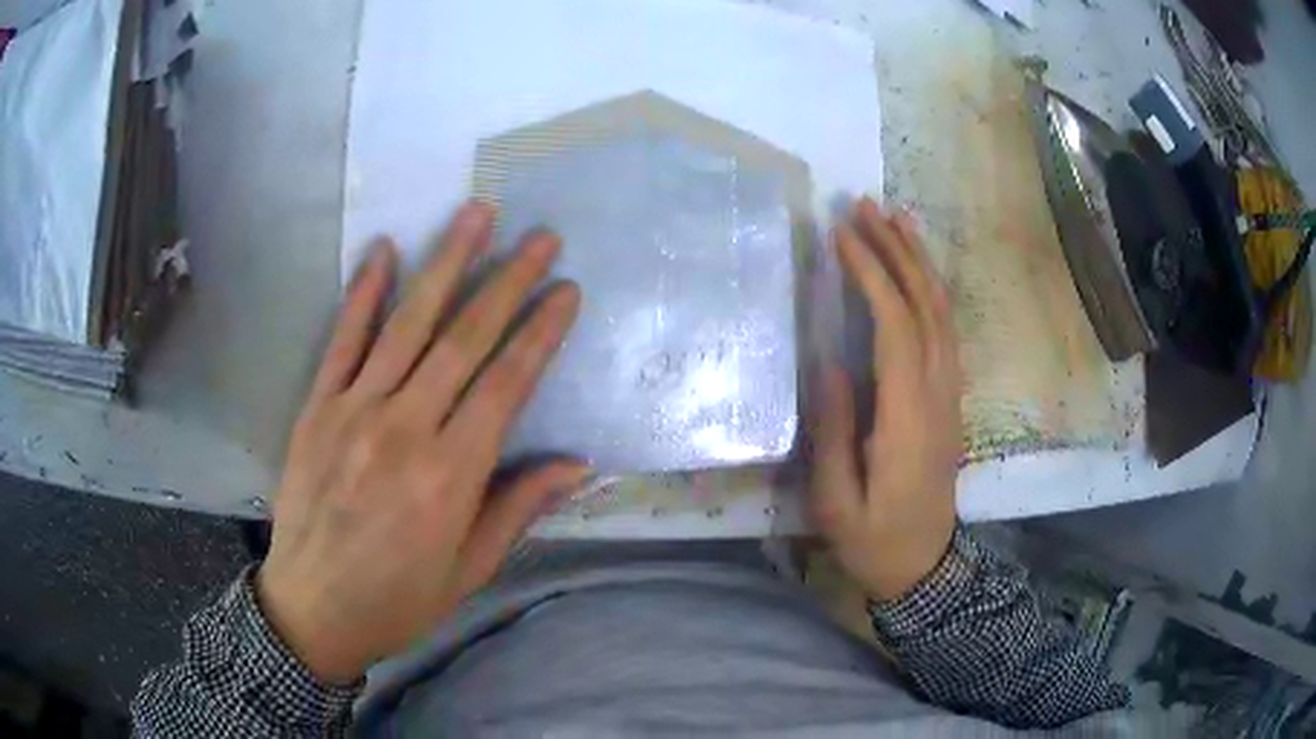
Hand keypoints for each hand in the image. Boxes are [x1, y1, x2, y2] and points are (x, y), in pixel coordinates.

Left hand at [257, 202, 588, 682]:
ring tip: (476, 215)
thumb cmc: (398, 599)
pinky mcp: (317, 408)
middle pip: (463, 340)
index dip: (540, 333)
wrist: (312, 610)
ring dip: (446, 264)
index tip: (566, 291)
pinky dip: (363, 292)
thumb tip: (576, 465)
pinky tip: (383, 249)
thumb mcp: (469, 570)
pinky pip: (343, 340)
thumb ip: (518, 508)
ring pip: (407, 324)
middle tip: (540, 236)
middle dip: (508, 281)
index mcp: (450, 476)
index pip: (506, 385)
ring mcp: (354, 411)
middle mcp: (404, 430)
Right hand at [810, 197, 961, 602]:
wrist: (925, 566)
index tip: (843, 235)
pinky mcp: (950, 399)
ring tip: (896, 220)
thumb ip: (835, 429)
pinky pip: (947, 332)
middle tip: (866, 207)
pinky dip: (931, 291)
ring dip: (919, 263)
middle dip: (897, 251)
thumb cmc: (873, 539)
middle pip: (926, 307)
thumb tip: (828, 360)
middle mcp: (938, 395)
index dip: (872, 274)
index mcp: (908, 418)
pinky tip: (916, 271)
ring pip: (943, 314)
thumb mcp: (837, 499)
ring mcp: (950, 395)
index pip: (897, 327)